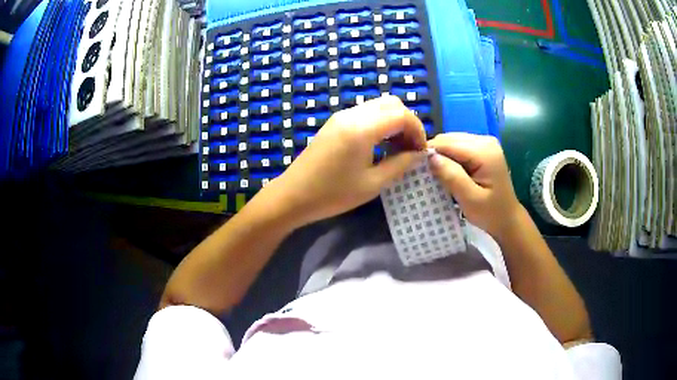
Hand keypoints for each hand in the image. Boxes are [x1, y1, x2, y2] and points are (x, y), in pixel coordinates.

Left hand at [267, 95, 425, 225]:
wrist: (293, 195)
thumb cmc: (332, 194)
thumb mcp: (372, 184)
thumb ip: (400, 165)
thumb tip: (419, 154)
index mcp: (362, 129)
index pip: (401, 115)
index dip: (417, 130)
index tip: (421, 151)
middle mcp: (352, 114)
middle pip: (391, 103)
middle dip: (407, 123)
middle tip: (410, 148)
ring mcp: (341, 116)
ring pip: (378, 106)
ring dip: (394, 122)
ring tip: (397, 149)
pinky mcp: (335, 122)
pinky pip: (365, 113)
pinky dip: (380, 124)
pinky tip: (380, 145)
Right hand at [427, 133, 520, 239]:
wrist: (507, 218)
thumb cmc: (490, 213)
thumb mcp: (470, 199)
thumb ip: (452, 176)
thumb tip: (430, 157)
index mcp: (484, 151)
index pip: (448, 143)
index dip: (430, 152)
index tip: (416, 169)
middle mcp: (485, 140)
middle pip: (449, 139)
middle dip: (436, 154)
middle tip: (427, 174)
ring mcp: (485, 142)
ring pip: (452, 141)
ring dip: (442, 156)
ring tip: (437, 174)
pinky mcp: (482, 148)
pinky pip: (459, 146)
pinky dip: (450, 157)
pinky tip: (449, 171)